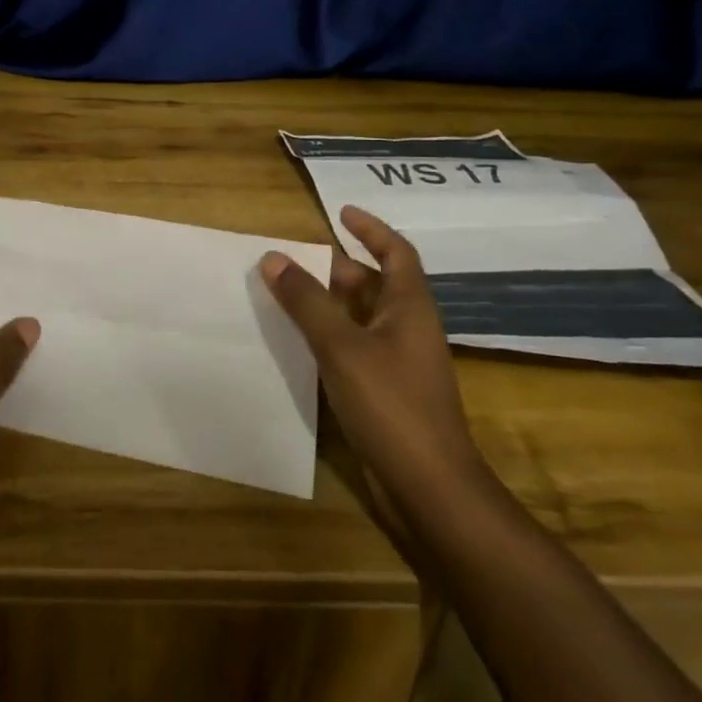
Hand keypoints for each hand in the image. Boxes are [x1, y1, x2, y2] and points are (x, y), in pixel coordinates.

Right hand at [261, 205, 487, 506]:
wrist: (428, 488)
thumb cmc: (391, 405)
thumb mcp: (342, 346)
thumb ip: (306, 301)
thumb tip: (273, 257)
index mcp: (409, 307)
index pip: (396, 252)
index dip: (371, 229)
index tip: (340, 212)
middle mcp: (407, 329)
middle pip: (372, 284)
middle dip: (335, 267)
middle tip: (292, 257)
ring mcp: (397, 363)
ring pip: (359, 318)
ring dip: (326, 303)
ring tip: (284, 292)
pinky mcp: (384, 392)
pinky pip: (352, 349)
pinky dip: (326, 337)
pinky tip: (296, 342)